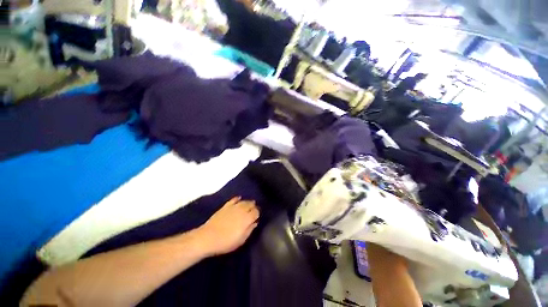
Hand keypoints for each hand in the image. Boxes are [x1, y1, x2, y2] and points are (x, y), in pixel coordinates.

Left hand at [197, 196, 258, 255]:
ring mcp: (233, 206)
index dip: (257, 214)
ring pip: (244, 201)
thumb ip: (249, 230)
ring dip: (247, 202)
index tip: (257, 217)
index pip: (256, 212)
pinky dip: (237, 199)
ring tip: (249, 204)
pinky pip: (234, 199)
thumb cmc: (226, 242)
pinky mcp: (226, 206)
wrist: (208, 237)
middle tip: (253, 211)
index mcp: (247, 218)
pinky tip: (239, 199)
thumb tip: (255, 222)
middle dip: (253, 206)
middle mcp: (242, 210)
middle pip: (251, 204)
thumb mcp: (241, 240)